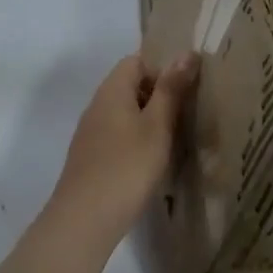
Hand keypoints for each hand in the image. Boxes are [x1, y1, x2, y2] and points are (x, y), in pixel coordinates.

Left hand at [46, 52, 199, 247]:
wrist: (84, 220)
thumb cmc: (127, 167)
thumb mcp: (157, 126)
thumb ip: (171, 89)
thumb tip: (186, 53)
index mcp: (112, 91)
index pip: (135, 61)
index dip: (161, 68)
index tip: (186, 89)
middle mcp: (97, 106)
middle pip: (129, 86)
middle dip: (158, 95)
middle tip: (188, 113)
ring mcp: (90, 133)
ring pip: (124, 113)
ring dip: (149, 120)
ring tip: (176, 138)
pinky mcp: (90, 157)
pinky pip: (117, 135)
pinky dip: (136, 140)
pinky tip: (153, 162)